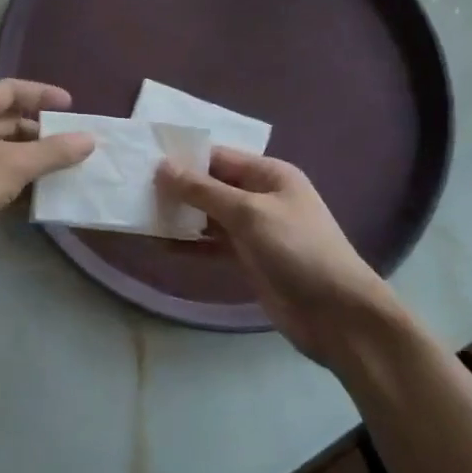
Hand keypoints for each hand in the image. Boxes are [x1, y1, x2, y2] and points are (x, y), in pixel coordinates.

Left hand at [0, 80, 95, 253]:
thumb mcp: (13, 166)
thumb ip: (53, 151)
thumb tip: (88, 139)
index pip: (11, 89)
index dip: (42, 95)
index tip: (72, 107)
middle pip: (7, 120)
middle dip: (41, 133)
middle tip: (75, 145)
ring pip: (1, 150)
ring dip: (31, 160)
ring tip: (65, 171)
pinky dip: (15, 180)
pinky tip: (40, 196)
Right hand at [158, 149, 397, 364]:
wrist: (337, 314)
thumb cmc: (297, 250)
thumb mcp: (249, 213)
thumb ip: (203, 190)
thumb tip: (163, 168)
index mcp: (269, 174)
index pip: (218, 157)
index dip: (183, 158)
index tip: (144, 161)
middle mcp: (261, 196)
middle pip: (211, 185)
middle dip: (177, 188)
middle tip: (134, 189)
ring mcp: (255, 229)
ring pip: (208, 216)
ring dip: (180, 217)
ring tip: (140, 215)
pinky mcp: (248, 259)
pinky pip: (212, 244)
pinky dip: (190, 244)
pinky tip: (161, 245)